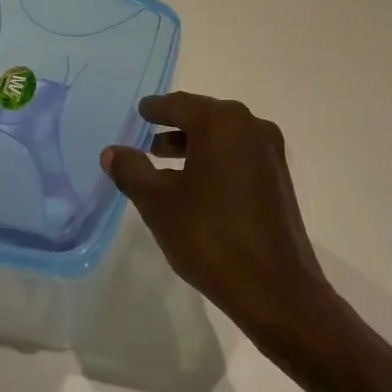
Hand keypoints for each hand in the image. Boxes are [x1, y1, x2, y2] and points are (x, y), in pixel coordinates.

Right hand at [102, 92, 340, 347]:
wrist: (274, 287)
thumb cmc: (210, 236)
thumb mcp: (159, 203)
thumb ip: (132, 171)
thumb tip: (112, 151)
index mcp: (221, 122)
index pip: (180, 105)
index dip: (156, 109)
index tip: (140, 111)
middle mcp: (250, 126)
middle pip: (204, 117)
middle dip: (175, 127)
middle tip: (146, 139)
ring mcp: (270, 152)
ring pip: (223, 137)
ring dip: (194, 146)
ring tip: (164, 164)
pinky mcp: (278, 177)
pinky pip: (239, 155)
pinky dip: (215, 160)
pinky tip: (196, 185)